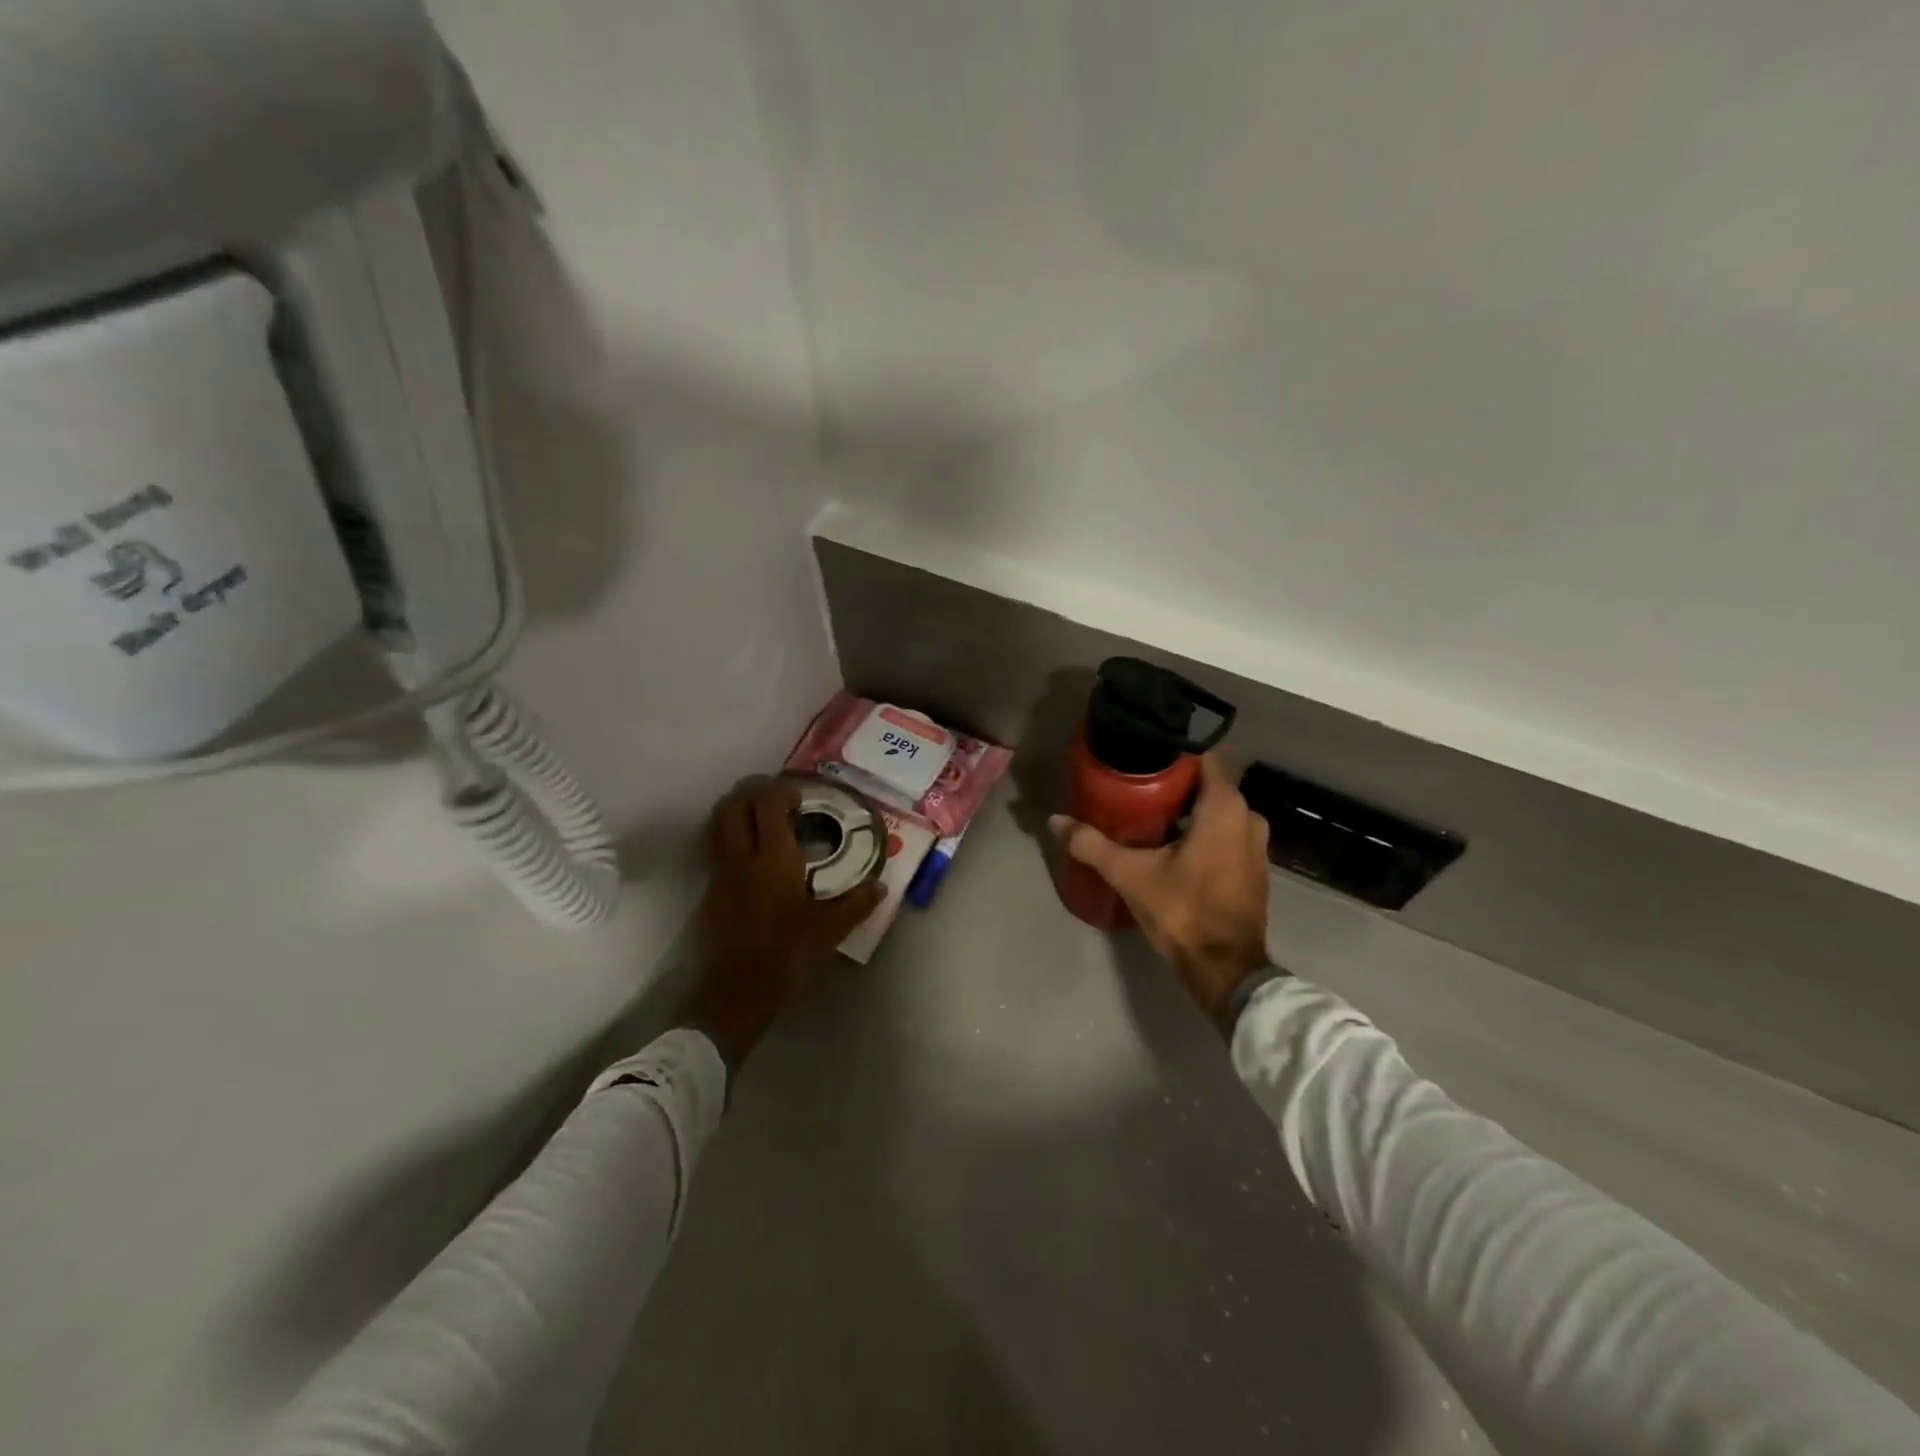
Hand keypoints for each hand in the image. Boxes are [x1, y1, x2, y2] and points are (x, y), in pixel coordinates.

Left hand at [679, 778, 884, 1068]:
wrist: (735, 994)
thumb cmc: (787, 956)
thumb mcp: (830, 931)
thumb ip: (856, 904)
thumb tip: (880, 886)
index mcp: (773, 859)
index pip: (768, 804)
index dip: (781, 790)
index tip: (800, 796)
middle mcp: (741, 858)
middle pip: (733, 805)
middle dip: (752, 792)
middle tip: (776, 798)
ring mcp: (720, 875)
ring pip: (718, 825)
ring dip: (736, 811)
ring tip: (760, 819)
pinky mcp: (709, 894)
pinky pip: (716, 849)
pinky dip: (730, 838)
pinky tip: (751, 856)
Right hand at [1050, 754, 1270, 1031]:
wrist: (1225, 969)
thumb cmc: (1183, 911)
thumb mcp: (1130, 875)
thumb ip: (1092, 844)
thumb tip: (1055, 820)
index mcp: (1225, 807)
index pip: (1201, 758)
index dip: (1169, 754)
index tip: (1139, 758)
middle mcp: (1248, 816)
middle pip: (1206, 784)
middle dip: (1172, 784)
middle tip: (1133, 787)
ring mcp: (1255, 843)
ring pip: (1216, 811)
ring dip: (1186, 810)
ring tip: (1146, 814)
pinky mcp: (1253, 867)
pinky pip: (1225, 833)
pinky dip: (1201, 831)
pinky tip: (1170, 844)